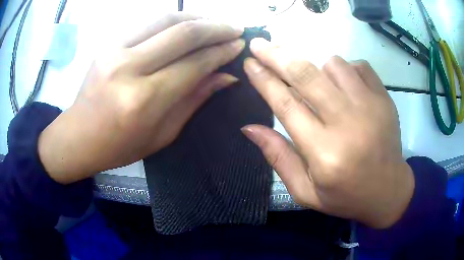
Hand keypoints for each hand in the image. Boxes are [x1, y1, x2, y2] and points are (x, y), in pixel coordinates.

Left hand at [38, 13, 244, 183]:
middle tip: (236, 29)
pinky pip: (148, 22)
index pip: (194, 64)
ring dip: (197, 17)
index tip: (240, 46)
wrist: (79, 136)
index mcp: (145, 100)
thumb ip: (195, 100)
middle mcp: (129, 68)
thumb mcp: (163, 134)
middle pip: (183, 33)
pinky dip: (173, 20)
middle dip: (216, 28)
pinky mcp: (108, 43)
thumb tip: (226, 76)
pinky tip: (187, 24)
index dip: (222, 52)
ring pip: (166, 19)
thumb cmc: (120, 146)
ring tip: (215, 23)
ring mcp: (115, 50)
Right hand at [242, 38, 413, 228]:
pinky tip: (344, 87)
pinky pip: (358, 65)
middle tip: (260, 44)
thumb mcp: (305, 191)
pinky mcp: (384, 98)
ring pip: (333, 64)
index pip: (285, 105)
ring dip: (317, 67)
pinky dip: (345, 69)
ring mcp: (371, 106)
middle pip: (306, 75)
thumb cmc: (345, 196)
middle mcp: (348, 123)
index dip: (263, 80)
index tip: (249, 63)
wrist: (389, 191)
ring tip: (317, 84)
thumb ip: (278, 157)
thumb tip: (249, 127)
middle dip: (277, 55)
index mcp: (324, 153)